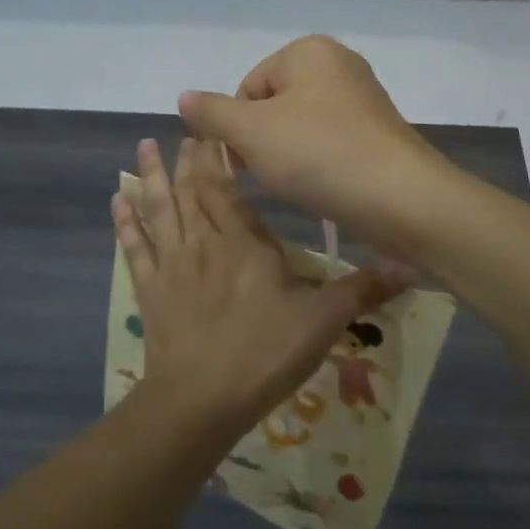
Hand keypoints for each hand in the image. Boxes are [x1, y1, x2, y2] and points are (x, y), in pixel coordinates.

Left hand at [111, 137, 409, 439]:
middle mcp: (204, 241)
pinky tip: (117, 199)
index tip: (212, 129)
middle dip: (187, 157)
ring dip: (151, 176)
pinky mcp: (150, 289)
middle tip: (183, 130)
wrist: (202, 399)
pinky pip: (134, 247)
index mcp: (243, 240)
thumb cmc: (265, 352)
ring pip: (160, 208)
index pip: (226, 186)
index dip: (217, 156)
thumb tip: (413, 265)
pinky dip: (125, 222)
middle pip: (191, 189)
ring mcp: (172, 264)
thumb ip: (363, 289)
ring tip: (142, 146)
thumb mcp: (323, 321)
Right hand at [176, 35, 453, 254]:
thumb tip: (184, 97)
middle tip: (274, 175)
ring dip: (290, 157)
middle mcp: (339, 64)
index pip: (248, 87)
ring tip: (301, 184)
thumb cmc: (319, 154)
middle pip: (274, 105)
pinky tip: (324, 187)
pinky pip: (330, 142)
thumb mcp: (252, 132)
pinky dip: (319, 164)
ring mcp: (363, 98)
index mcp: (309, 50)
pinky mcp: (378, 132)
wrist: (402, 198)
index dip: (239, 127)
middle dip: (264, 142)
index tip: (249, 160)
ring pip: (301, 127)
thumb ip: (212, 112)